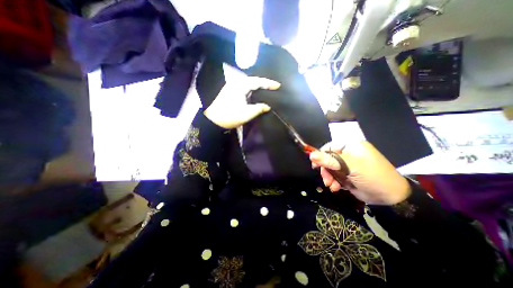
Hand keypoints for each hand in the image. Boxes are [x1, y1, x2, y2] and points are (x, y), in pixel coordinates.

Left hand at [204, 65, 279, 127]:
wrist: (214, 121)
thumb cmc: (231, 116)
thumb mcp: (247, 113)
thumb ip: (259, 108)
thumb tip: (267, 106)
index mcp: (240, 86)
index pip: (257, 82)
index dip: (268, 83)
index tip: (278, 86)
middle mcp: (235, 83)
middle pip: (252, 80)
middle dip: (263, 83)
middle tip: (272, 87)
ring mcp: (231, 87)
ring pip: (247, 84)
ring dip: (256, 86)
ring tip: (265, 89)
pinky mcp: (229, 93)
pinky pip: (243, 88)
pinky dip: (251, 90)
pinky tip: (254, 94)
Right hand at [308, 141, 411, 204]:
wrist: (391, 198)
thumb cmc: (372, 176)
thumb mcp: (350, 167)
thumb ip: (330, 160)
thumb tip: (311, 155)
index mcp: (351, 146)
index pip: (330, 147)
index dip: (321, 155)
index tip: (315, 165)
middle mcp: (349, 154)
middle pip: (328, 159)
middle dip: (326, 170)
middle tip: (326, 180)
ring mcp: (348, 165)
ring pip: (330, 169)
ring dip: (329, 177)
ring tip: (331, 186)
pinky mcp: (348, 175)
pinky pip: (335, 176)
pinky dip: (334, 182)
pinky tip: (336, 188)